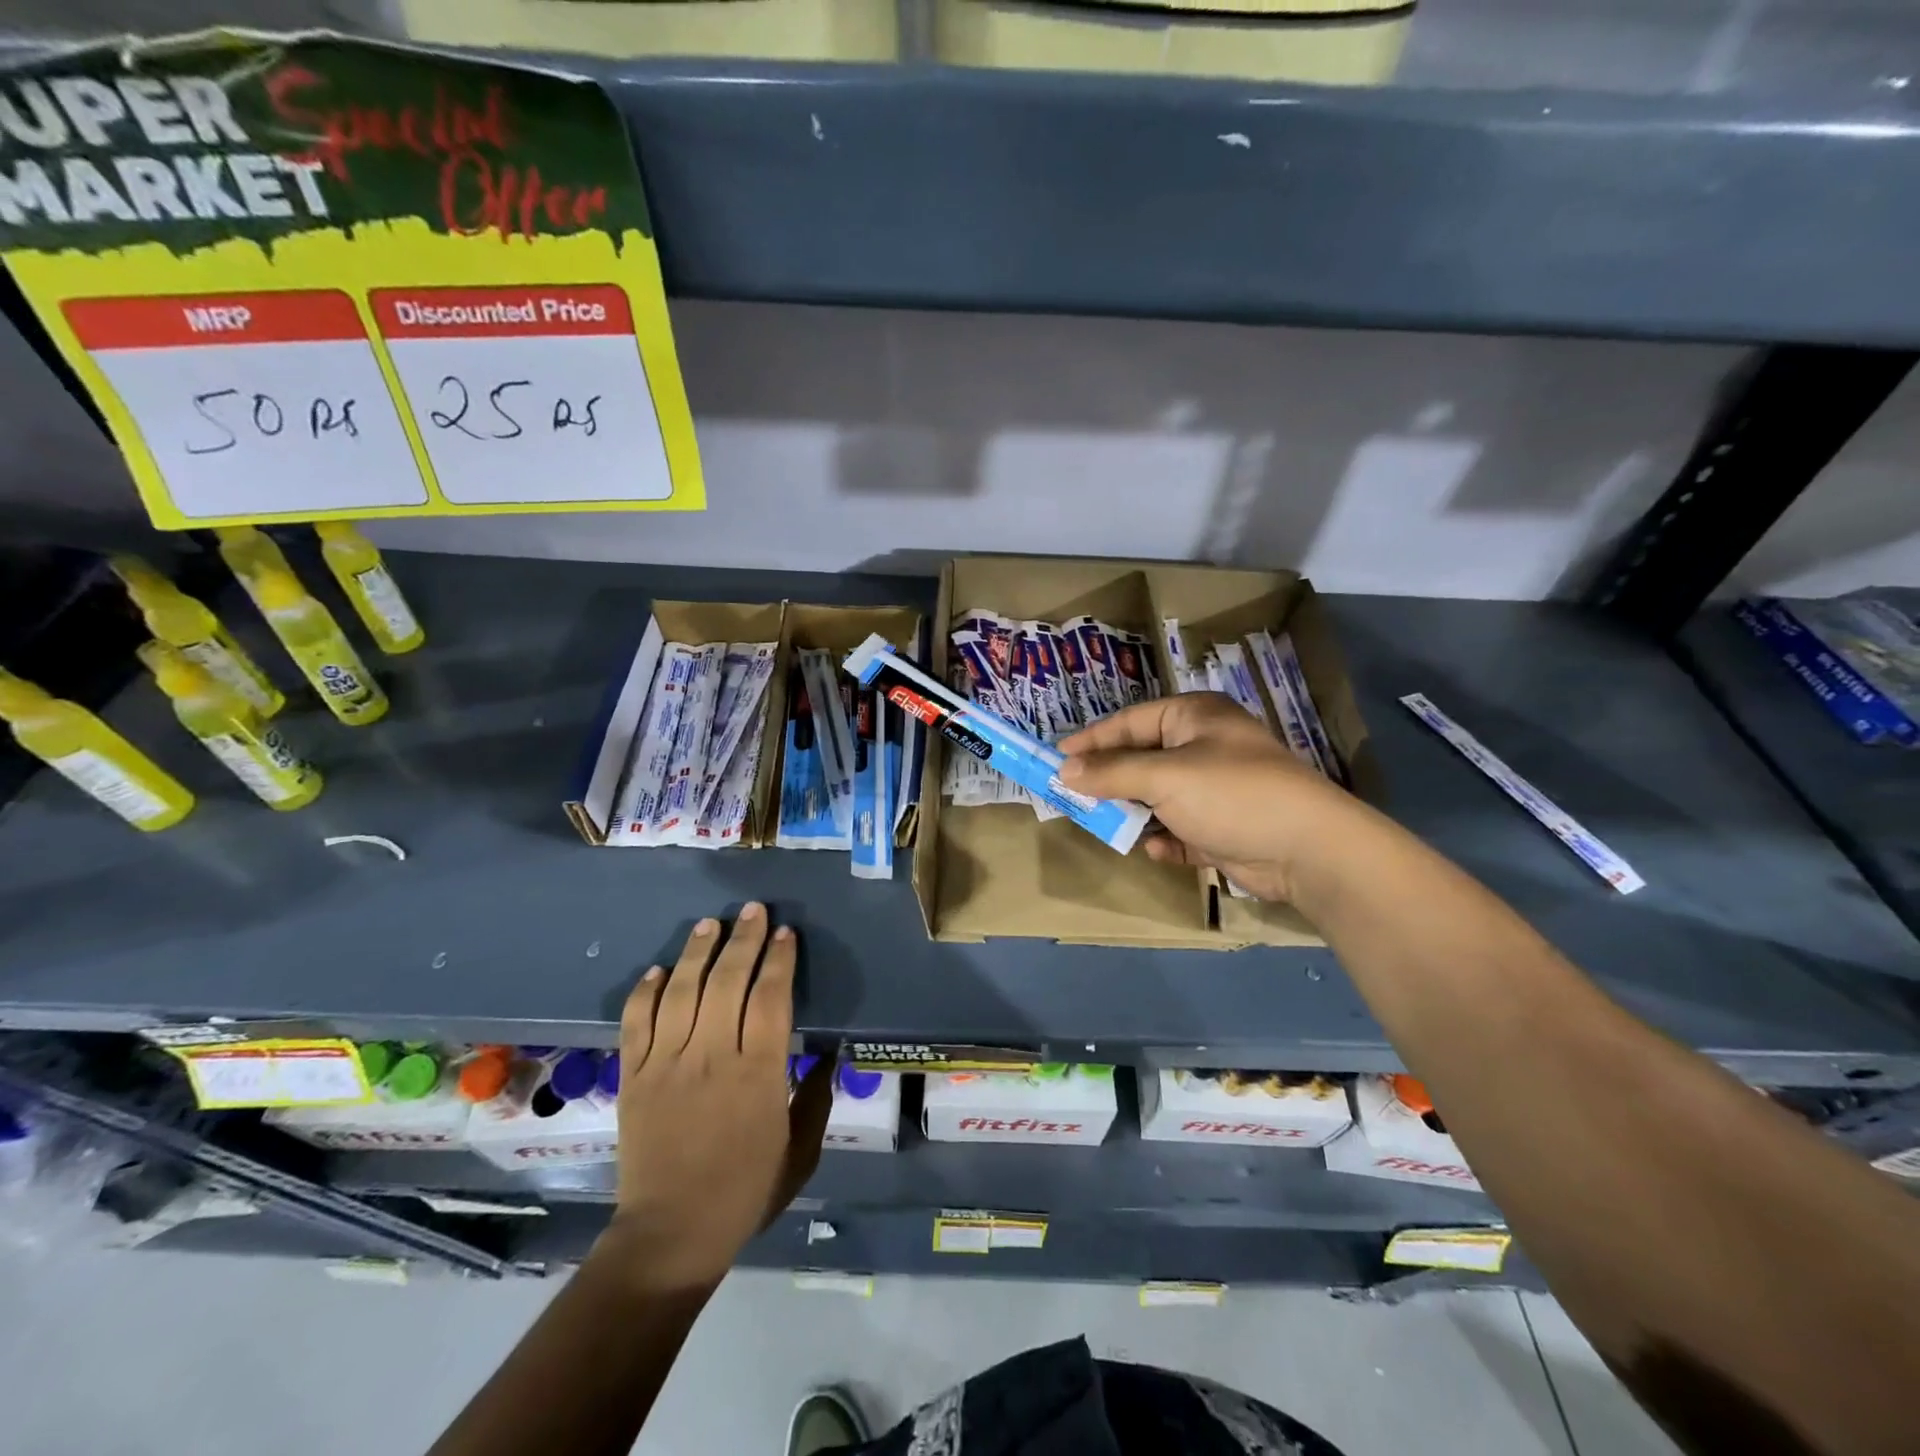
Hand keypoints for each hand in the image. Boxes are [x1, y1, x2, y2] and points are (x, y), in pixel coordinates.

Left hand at [601, 904, 832, 1291]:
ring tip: (710, 924)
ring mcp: (667, 1063)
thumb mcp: (801, 1150)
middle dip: (744, 939)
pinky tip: (659, 970)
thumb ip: (818, 1097)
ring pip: (682, 991)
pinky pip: (637, 1022)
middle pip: (728, 981)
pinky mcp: (634, 1077)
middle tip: (752, 911)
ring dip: (697, 952)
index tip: (786, 934)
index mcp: (759, 1073)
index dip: (780, 960)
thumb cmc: (746, 1191)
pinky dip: (646, 991)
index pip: (771, 997)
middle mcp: (712, 1056)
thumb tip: (830, 1052)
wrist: (671, 1234)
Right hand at [1058, 693, 1349, 902]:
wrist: (1308, 849)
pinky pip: (1181, 828)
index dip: (1092, 740)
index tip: (1056, 759)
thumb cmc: (1231, 794)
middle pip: (1142, 759)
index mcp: (1193, 717)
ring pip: (1158, 796)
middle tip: (1074, 796)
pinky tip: (1155, 848)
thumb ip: (1111, 772)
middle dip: (1111, 780)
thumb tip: (1065, 769)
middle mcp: (1204, 747)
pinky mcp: (1224, 827)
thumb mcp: (1164, 777)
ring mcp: (1216, 789)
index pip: (1130, 722)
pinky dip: (1166, 838)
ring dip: (1135, 812)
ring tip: (1107, 825)